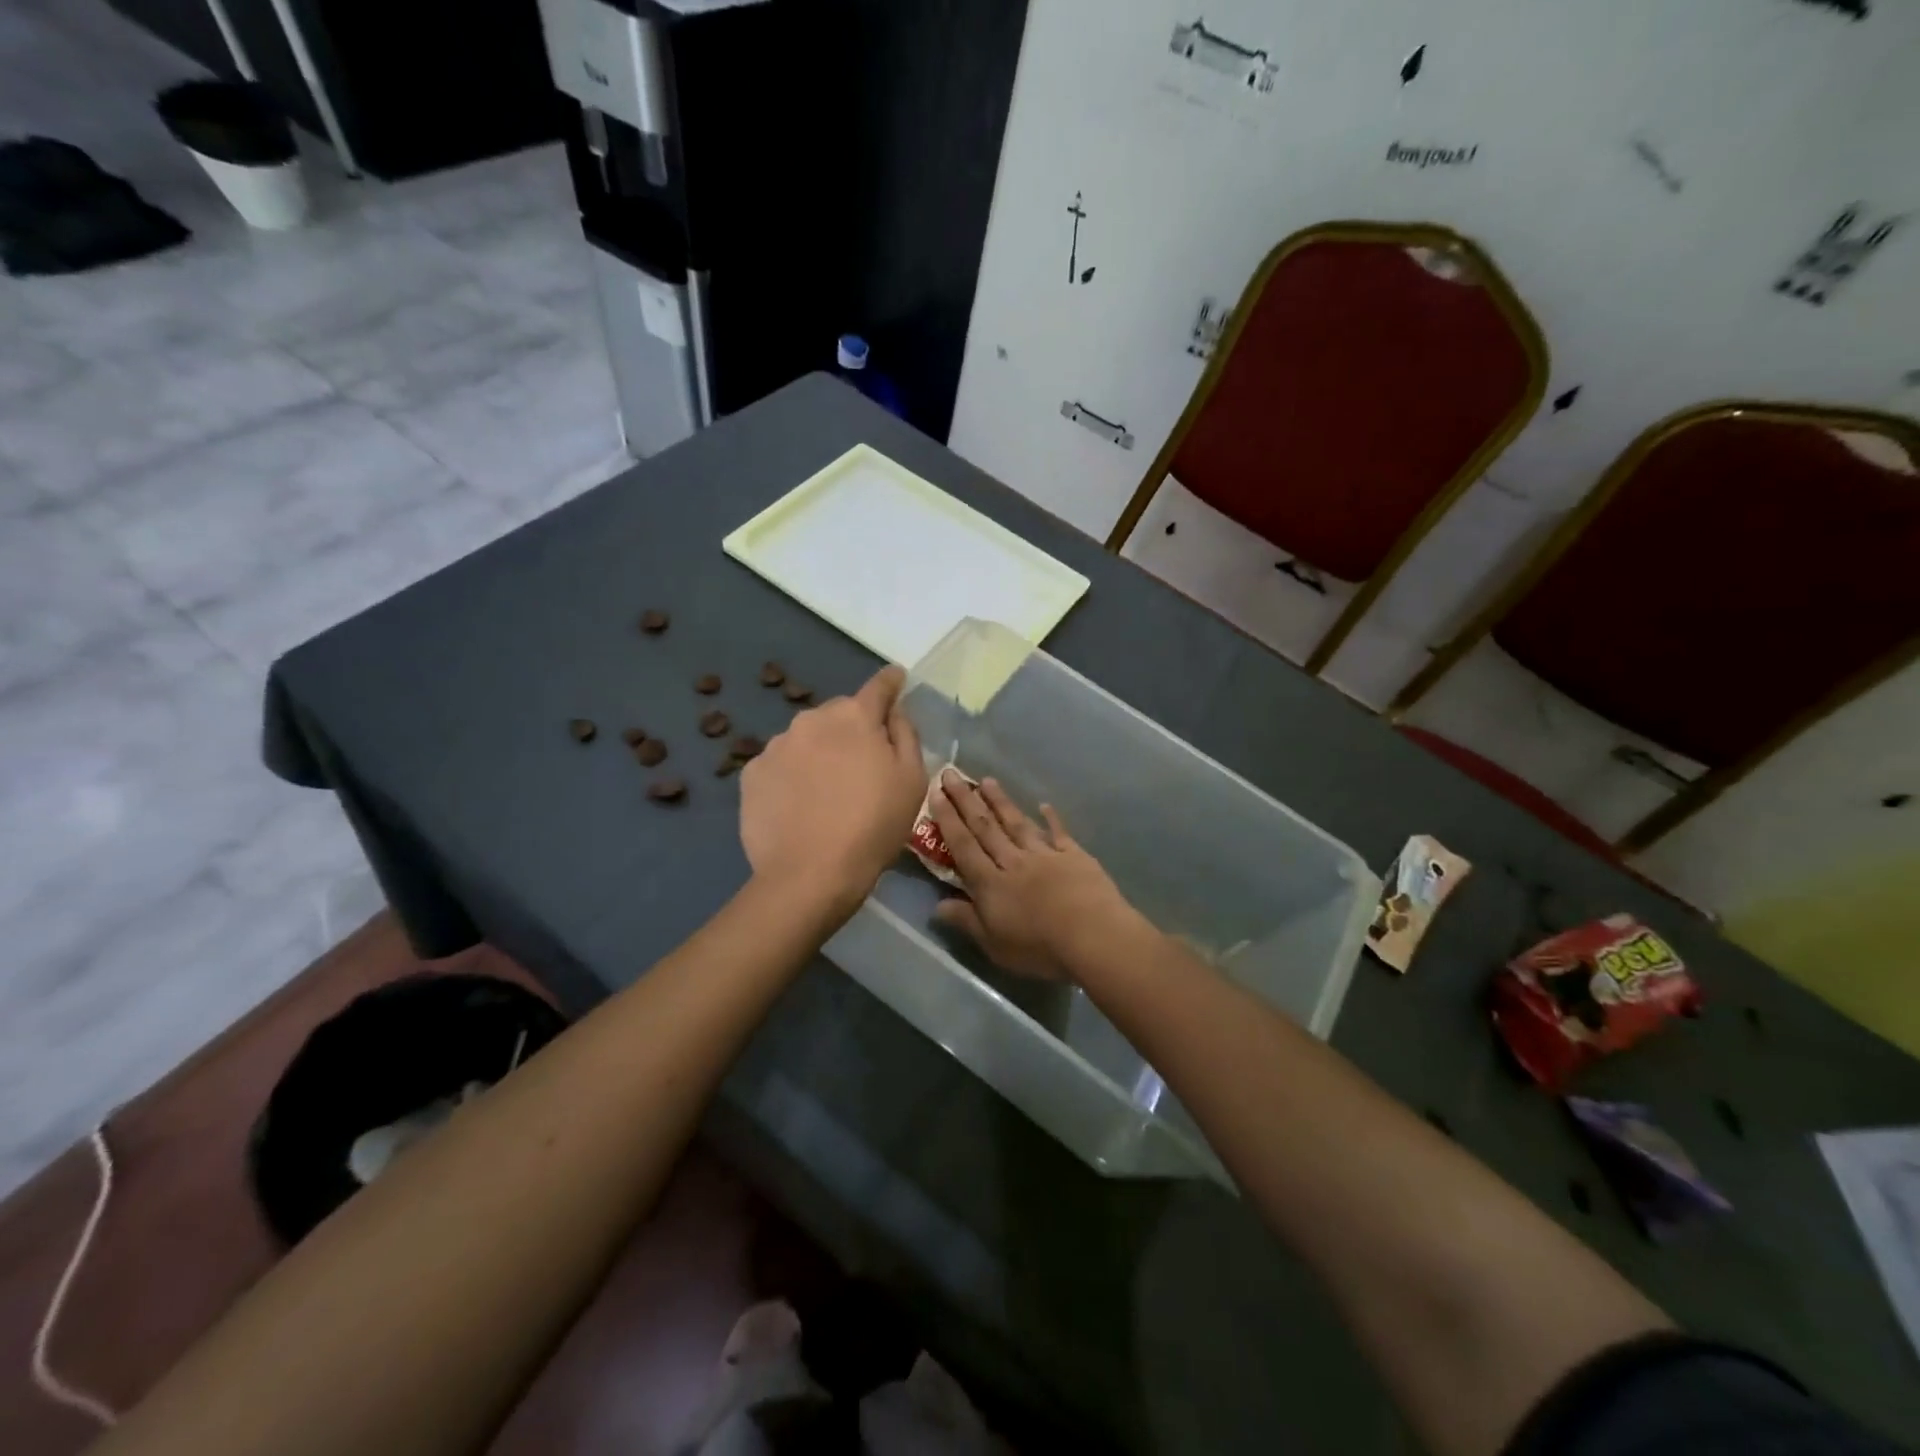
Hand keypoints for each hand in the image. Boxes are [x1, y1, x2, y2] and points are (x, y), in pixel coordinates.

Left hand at [740, 664, 926, 912]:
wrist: (810, 875)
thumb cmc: (873, 826)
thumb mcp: (912, 781)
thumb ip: (906, 735)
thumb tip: (894, 711)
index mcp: (854, 717)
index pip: (878, 687)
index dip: (891, 682)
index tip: (896, 679)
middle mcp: (811, 719)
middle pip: (839, 714)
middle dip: (852, 729)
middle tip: (862, 765)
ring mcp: (776, 745)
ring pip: (807, 739)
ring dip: (819, 752)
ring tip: (826, 792)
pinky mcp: (752, 773)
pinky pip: (781, 764)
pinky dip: (792, 775)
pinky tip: (799, 805)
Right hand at [929, 771, 1140, 980]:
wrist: (1093, 936)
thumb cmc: (1039, 948)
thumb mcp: (994, 944)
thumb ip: (966, 920)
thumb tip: (937, 905)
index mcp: (990, 883)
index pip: (963, 846)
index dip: (948, 820)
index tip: (937, 793)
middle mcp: (1014, 861)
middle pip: (986, 827)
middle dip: (967, 800)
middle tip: (952, 773)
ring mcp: (1045, 855)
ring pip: (1017, 823)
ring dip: (1000, 802)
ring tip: (987, 781)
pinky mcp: (1074, 856)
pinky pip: (1058, 833)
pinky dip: (1051, 818)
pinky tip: (1044, 805)